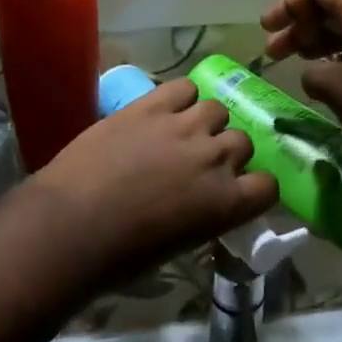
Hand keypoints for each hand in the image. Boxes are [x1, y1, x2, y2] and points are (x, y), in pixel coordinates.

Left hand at [32, 80, 276, 285]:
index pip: (268, 184)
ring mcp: (184, 125)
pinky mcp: (152, 105)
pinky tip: (166, 109)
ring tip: (184, 131)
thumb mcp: (180, 244)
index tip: (241, 188)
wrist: (73, 223)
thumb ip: (205, 214)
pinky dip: (181, 97)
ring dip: (206, 121)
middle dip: (228, 151)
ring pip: (217, 108)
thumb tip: (205, 202)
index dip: (255, 185)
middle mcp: (215, 158)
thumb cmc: (122, 255)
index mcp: (226, 202)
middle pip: (242, 141)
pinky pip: (184, 86)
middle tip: (203, 161)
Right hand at [261, 0, 341, 171]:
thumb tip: (315, 76)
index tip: (269, 30)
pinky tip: (333, 86)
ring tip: (299, 67)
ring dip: (320, 45)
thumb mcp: (339, 89)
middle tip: (275, 53)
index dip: (289, 3)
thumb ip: (314, 75)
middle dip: (300, 26)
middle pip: (333, 6)